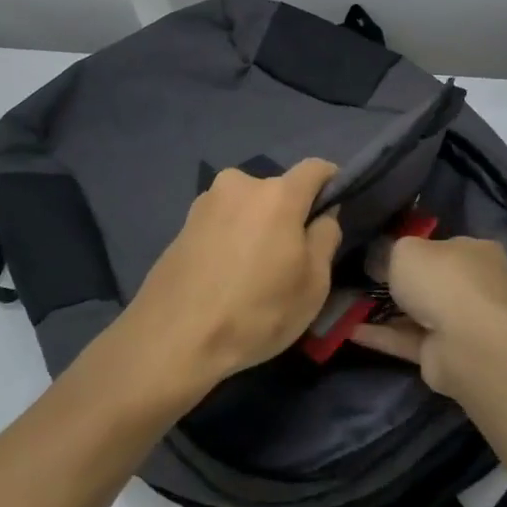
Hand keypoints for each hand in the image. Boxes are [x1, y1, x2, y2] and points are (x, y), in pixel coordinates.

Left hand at [124, 159, 341, 395]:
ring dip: (258, 227)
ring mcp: (205, 202)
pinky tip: (226, 277)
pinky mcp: (182, 225)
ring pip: (248, 207)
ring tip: (254, 272)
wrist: (172, 339)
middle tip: (291, 258)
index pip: (316, 168)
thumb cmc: (256, 312)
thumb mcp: (313, 284)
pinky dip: (232, 240)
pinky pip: (222, 223)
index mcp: (277, 194)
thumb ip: (325, 238)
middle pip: (278, 190)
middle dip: (290, 214)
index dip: (332, 184)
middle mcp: (240, 184)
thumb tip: (323, 216)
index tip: (334, 212)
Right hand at [350, 236, 506, 395]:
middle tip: (363, 277)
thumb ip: (390, 251)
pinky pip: (408, 339)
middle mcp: (474, 285)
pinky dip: (382, 335)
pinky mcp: (445, 353)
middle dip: (400, 281)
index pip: (446, 245)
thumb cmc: (442, 280)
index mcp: (477, 252)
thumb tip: (379, 259)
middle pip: (432, 280)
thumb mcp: (405, 250)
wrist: (466, 343)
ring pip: (418, 312)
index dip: (417, 246)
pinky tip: (350, 330)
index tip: (385, 250)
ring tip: (348, 304)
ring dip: (387, 310)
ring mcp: (462, 322)